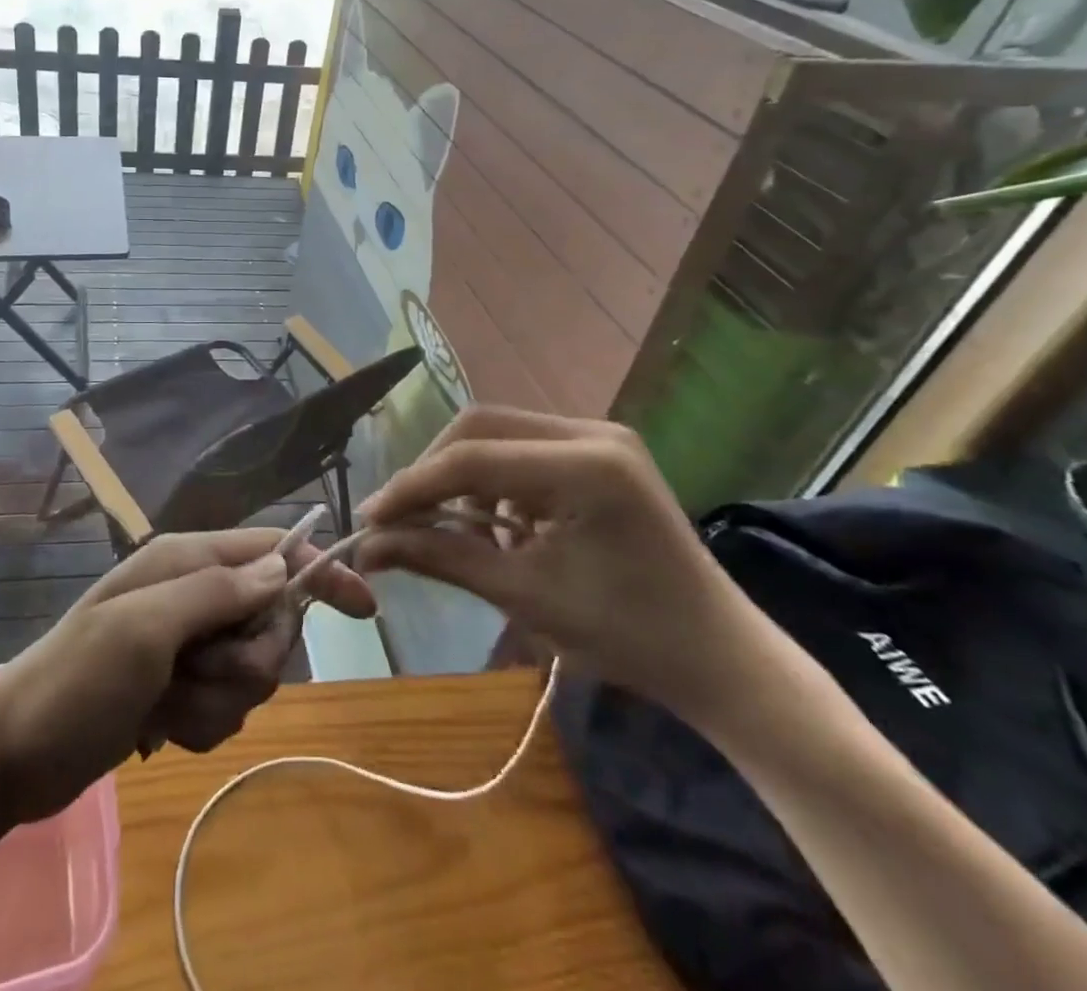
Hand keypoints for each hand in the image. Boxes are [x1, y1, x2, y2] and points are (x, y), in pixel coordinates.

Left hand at [0, 528, 375, 822]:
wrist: (12, 757)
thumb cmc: (76, 681)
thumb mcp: (145, 628)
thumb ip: (217, 591)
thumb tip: (283, 566)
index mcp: (186, 561)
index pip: (272, 550)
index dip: (320, 571)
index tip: (364, 607)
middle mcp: (193, 594)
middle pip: (270, 620)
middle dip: (249, 659)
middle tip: (201, 673)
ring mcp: (187, 644)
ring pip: (252, 670)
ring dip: (219, 699)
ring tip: (167, 705)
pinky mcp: (180, 688)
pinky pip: (226, 706)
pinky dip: (202, 723)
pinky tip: (160, 728)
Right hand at [352, 407, 765, 719]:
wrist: (719, 659)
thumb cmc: (627, 637)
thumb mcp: (524, 595)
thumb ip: (440, 557)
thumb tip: (368, 546)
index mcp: (585, 464)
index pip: (471, 458)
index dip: (413, 487)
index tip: (370, 520)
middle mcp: (592, 432)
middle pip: (480, 427)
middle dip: (433, 472)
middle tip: (401, 518)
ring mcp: (599, 437)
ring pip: (497, 434)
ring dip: (462, 476)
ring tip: (446, 528)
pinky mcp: (598, 453)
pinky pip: (523, 450)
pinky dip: (493, 483)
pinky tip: (491, 526)